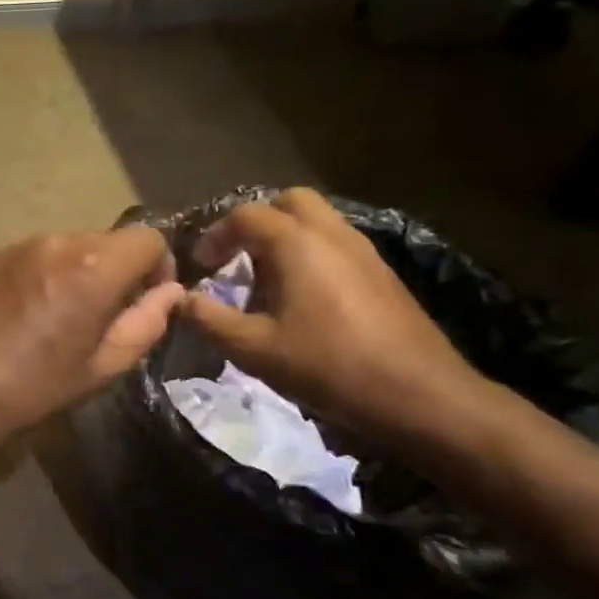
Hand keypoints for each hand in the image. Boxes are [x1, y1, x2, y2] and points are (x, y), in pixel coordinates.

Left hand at [0, 230, 184, 437]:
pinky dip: (39, 272)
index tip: (146, 297)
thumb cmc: (37, 386)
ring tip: (57, 312)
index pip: (148, 238)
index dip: (158, 265)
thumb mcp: (104, 365)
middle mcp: (55, 243)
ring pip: (66, 245)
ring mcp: (16, 246)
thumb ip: (146, 322)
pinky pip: (30, 254)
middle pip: (105, 240)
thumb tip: (170, 292)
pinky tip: (23, 310)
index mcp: (92, 268)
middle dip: (116, 269)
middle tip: (102, 311)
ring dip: (75, 269)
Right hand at [182, 188, 483, 439]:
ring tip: (264, 279)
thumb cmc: (328, 366)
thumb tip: (177, 299)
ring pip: (317, 221)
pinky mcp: (382, 274)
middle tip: (236, 256)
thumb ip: (208, 318)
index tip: (200, 265)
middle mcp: (332, 235)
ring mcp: (364, 252)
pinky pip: (336, 244)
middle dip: (256, 222)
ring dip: (284, 237)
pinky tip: (300, 298)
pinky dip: (309, 254)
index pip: (246, 215)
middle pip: (289, 202)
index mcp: (297, 244)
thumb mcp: (253, 348)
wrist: (420, 396)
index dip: (215, 235)